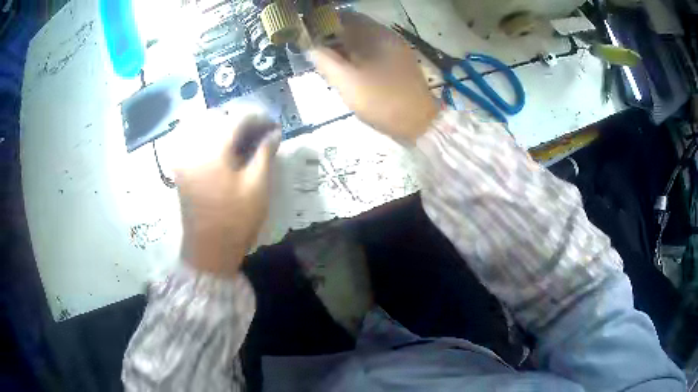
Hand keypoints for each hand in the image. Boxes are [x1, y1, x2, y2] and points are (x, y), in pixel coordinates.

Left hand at [174, 112, 280, 277]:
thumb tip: (274, 133)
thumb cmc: (235, 220)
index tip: (274, 126)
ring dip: (223, 125)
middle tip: (258, 132)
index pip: (238, 118)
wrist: (208, 250)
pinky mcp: (181, 168)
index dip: (259, 117)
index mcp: (214, 149)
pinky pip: (192, 140)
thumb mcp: (257, 186)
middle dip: (240, 119)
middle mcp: (195, 146)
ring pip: (202, 125)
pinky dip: (208, 136)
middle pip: (217, 116)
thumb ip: (265, 154)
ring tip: (241, 138)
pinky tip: (222, 148)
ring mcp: (185, 157)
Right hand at [310, 12, 438, 142]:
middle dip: (333, 38)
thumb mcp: (350, 83)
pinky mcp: (396, 67)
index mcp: (379, 36)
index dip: (326, 24)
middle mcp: (388, 39)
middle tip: (315, 52)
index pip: (347, 18)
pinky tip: (346, 73)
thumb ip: (327, 62)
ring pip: (362, 44)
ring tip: (327, 64)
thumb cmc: (385, 102)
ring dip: (343, 50)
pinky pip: (370, 55)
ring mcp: (395, 53)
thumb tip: (310, 47)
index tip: (309, 35)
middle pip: (355, 30)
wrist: (420, 125)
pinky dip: (355, 60)